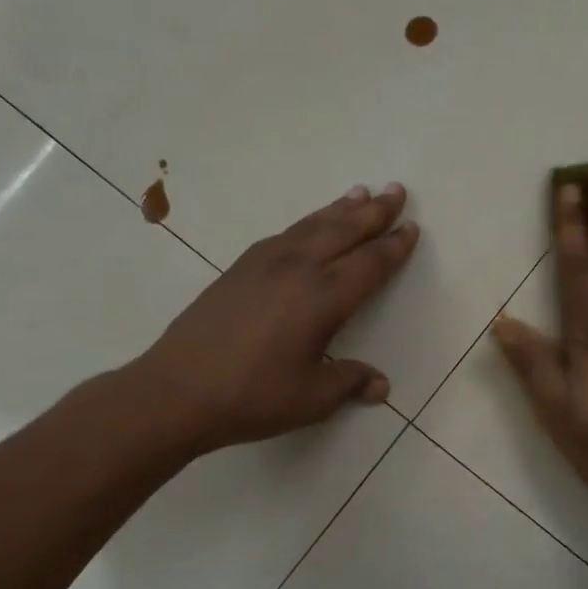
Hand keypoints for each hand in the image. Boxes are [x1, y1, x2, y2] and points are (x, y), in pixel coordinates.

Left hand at [127, 184, 418, 452]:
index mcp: (323, 298)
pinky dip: (307, 222)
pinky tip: (309, 225)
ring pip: (312, 226)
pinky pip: (285, 234)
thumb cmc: (253, 396)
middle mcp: (298, 269)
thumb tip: (381, 386)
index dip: (393, 247)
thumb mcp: (312, 398)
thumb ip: (349, 382)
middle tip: (396, 190)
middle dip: (374, 211)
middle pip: (344, 231)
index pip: (369, 264)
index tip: (411, 227)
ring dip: (340, 209)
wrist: (176, 391)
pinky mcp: (239, 268)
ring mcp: (264, 264)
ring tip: (360, 192)